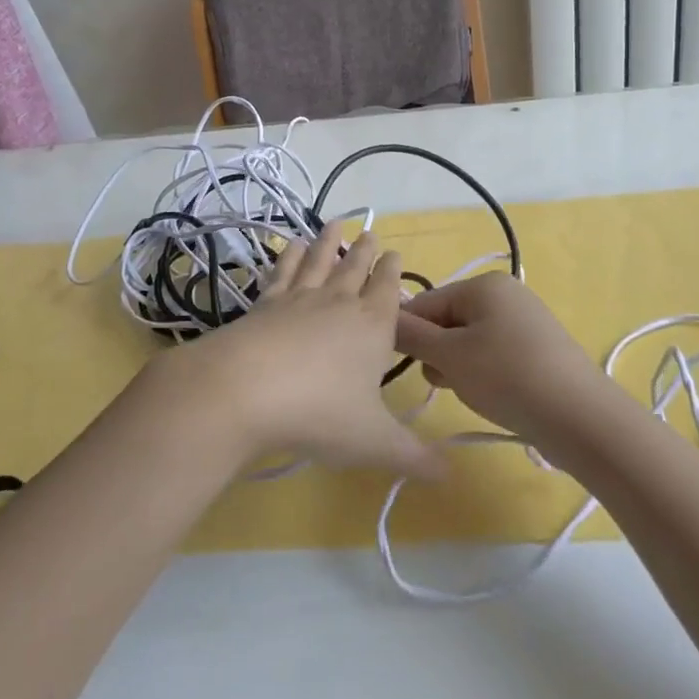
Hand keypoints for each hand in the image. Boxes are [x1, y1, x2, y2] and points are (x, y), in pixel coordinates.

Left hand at [161, 230, 444, 481]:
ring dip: (328, 243)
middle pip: (355, 269)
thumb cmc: (320, 413)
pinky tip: (290, 245)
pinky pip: (282, 272)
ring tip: (334, 223)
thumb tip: (451, 475)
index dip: (392, 272)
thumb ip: (413, 457)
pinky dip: (288, 256)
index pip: (388, 291)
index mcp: (372, 327)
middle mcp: (339, 304)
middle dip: (365, 251)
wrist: (247, 390)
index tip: (394, 253)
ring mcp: (299, 299)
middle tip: (370, 232)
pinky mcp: (265, 303)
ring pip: (319, 262)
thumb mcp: (374, 442)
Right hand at [394, 274, 614, 455]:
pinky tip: (494, 397)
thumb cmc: (507, 376)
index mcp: (484, 285)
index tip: (404, 365)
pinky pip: (494, 356)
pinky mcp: (538, 351)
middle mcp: (506, 294)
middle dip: (438, 354)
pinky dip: (485, 375)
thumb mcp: (449, 356)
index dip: (409, 334)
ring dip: (459, 368)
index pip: (426, 303)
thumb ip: (412, 336)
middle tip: (447, 381)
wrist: (581, 418)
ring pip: (469, 342)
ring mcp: (525, 322)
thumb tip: (384, 319)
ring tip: (474, 392)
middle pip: (448, 321)